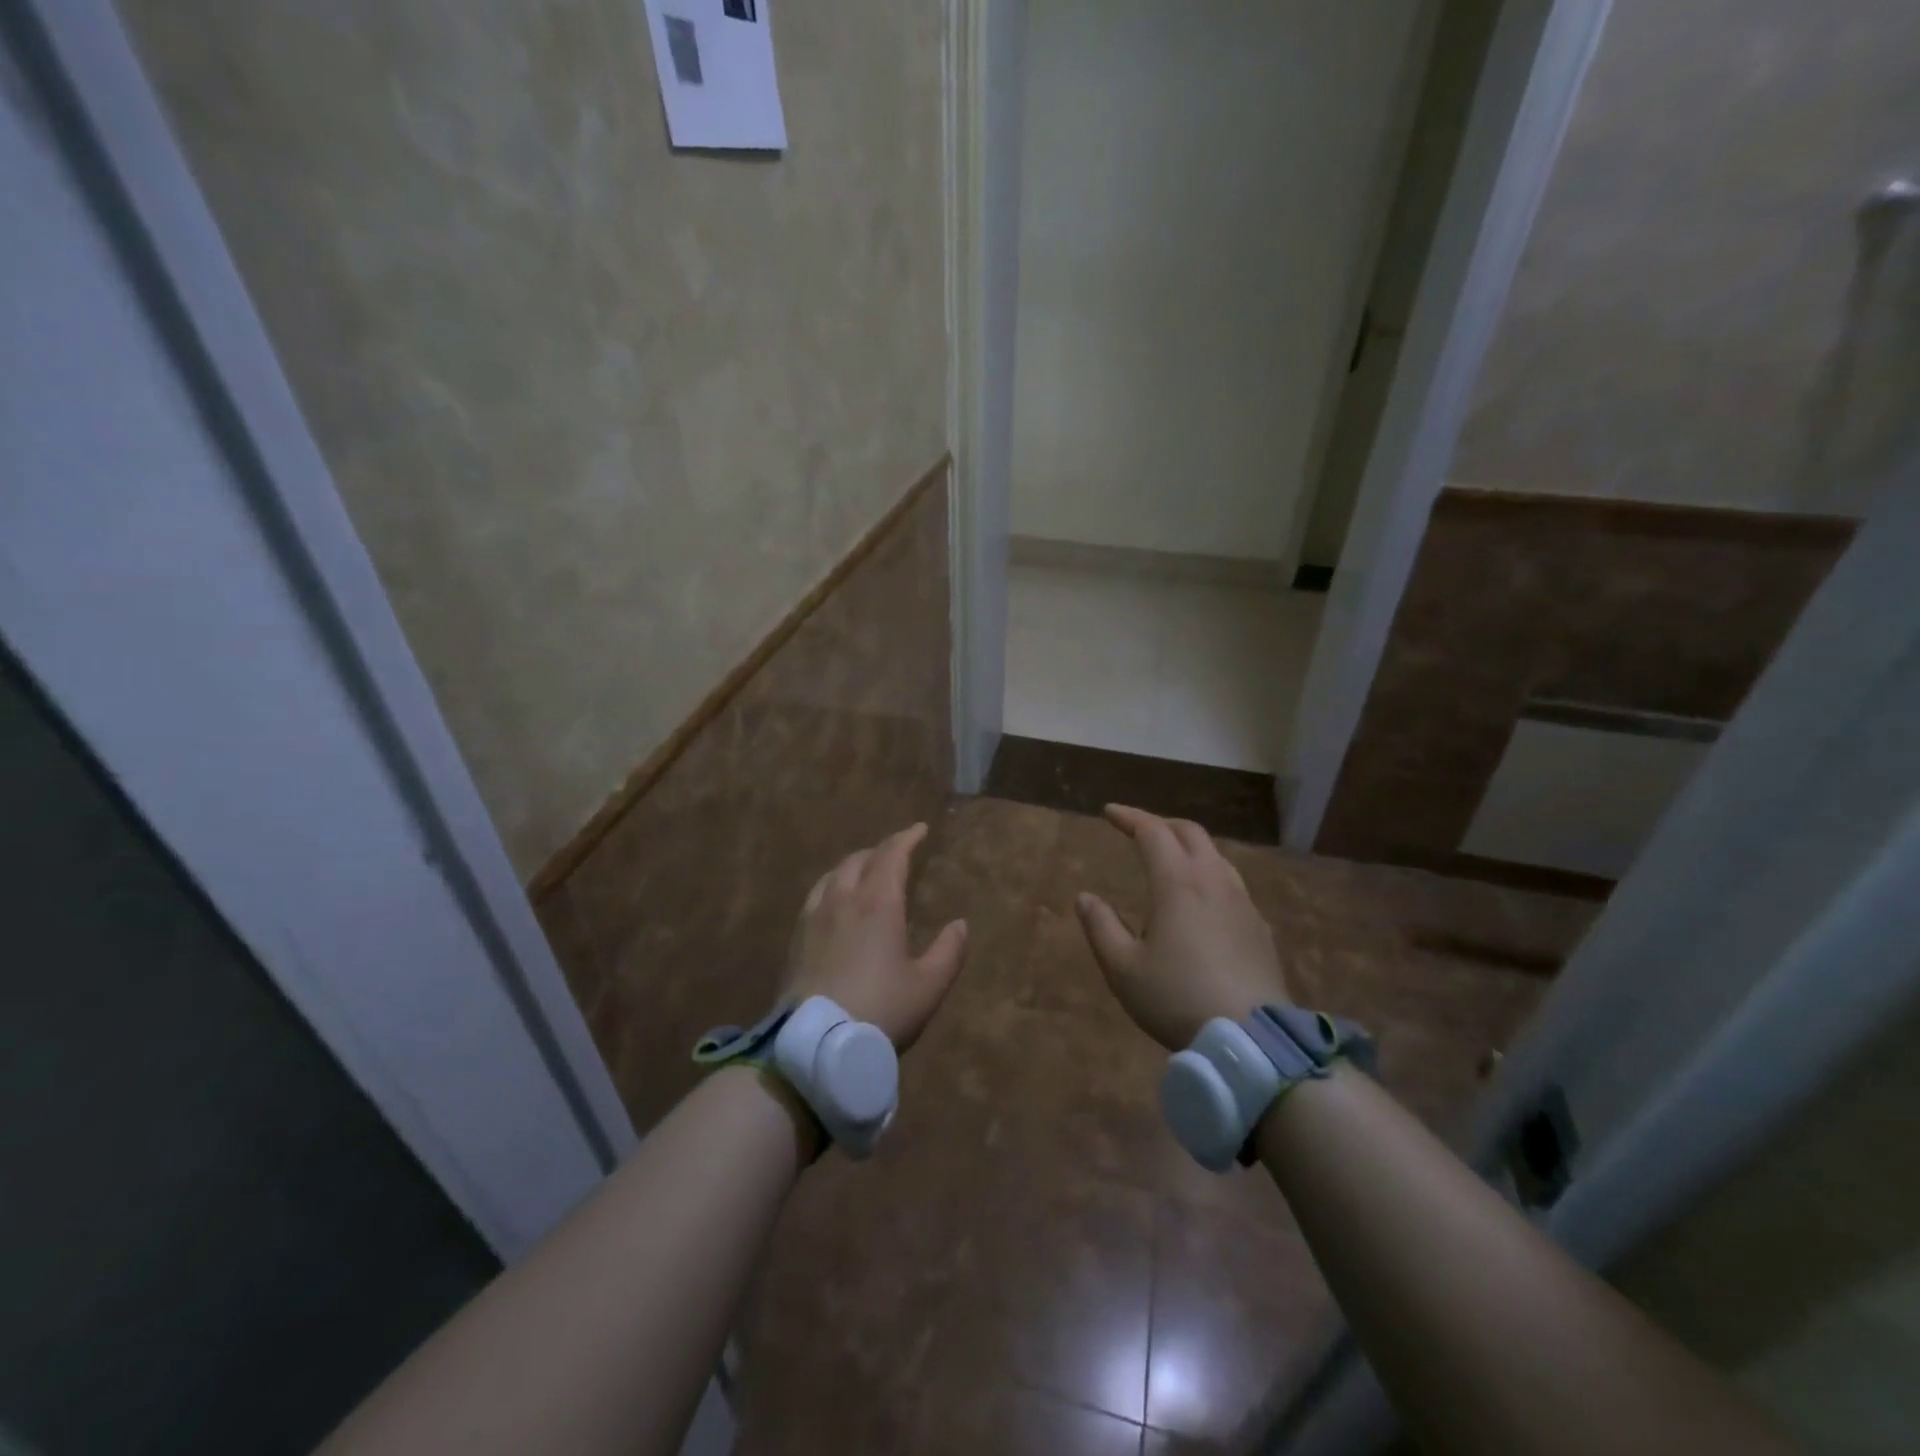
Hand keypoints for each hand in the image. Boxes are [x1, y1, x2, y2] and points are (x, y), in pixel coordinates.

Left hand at [784, 823, 967, 1051]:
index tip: (920, 829)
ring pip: (833, 874)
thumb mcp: (928, 986)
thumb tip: (960, 924)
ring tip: (865, 873)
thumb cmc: (881, 1011)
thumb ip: (949, 951)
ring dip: (853, 865)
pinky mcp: (796, 938)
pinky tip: (834, 903)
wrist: (817, 1045)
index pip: (891, 855)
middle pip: (859, 859)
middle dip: (880, 850)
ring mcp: (814, 917)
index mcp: (878, 903)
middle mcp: (843, 899)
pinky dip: (832, 885)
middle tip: (896, 854)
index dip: (907, 838)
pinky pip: (816, 895)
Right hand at [1075, 805, 1290, 1051]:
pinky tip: (1203, 901)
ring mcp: (1242, 903)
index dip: (1129, 817)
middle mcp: (1213, 881)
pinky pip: (1232, 883)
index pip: (1152, 832)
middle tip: (1139, 830)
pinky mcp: (1260, 927)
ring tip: (1171, 860)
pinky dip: (1209, 874)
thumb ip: (1101, 927)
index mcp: (1177, 883)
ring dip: (1188, 847)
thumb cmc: (1177, 999)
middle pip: (1190, 833)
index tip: (1109, 812)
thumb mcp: (1123, 969)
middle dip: (1161, 824)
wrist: (1252, 1040)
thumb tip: (1085, 897)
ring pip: (1216, 855)